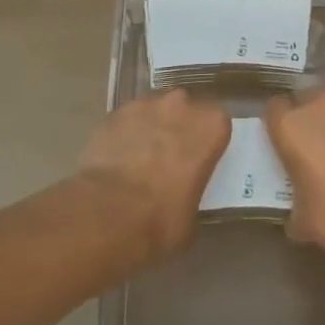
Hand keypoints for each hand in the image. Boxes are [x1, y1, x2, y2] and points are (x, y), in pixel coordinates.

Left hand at [78, 90, 231, 264]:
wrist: (106, 214)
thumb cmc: (161, 219)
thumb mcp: (192, 217)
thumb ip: (193, 194)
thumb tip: (182, 199)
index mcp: (211, 126)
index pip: (218, 124)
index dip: (208, 142)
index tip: (200, 160)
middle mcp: (182, 105)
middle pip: (186, 111)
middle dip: (180, 130)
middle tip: (171, 160)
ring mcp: (146, 105)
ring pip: (155, 112)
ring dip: (152, 129)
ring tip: (139, 161)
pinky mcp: (114, 113)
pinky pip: (127, 121)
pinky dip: (125, 135)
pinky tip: (117, 160)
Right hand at [265, 92, 324, 262]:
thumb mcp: (302, 221)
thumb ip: (294, 206)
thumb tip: (298, 215)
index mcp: (291, 125)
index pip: (274, 109)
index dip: (277, 125)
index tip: (282, 143)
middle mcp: (321, 106)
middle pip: (307, 100)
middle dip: (308, 119)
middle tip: (313, 147)